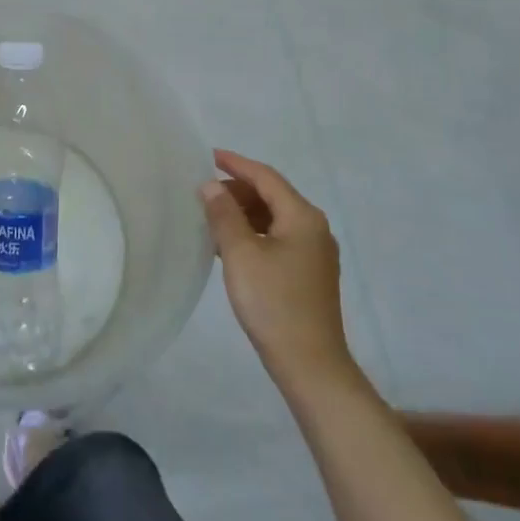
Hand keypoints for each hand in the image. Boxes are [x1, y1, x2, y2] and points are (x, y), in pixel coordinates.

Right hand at [201, 149, 362, 395]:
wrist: (310, 364)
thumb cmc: (274, 303)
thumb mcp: (240, 254)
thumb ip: (224, 215)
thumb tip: (210, 185)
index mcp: (303, 217)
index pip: (266, 177)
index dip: (236, 164)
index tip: (209, 156)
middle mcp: (315, 228)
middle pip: (272, 196)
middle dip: (238, 190)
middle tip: (204, 194)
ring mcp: (315, 253)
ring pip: (274, 218)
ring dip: (244, 213)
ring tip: (212, 218)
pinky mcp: (310, 274)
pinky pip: (278, 239)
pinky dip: (254, 233)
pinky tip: (230, 246)